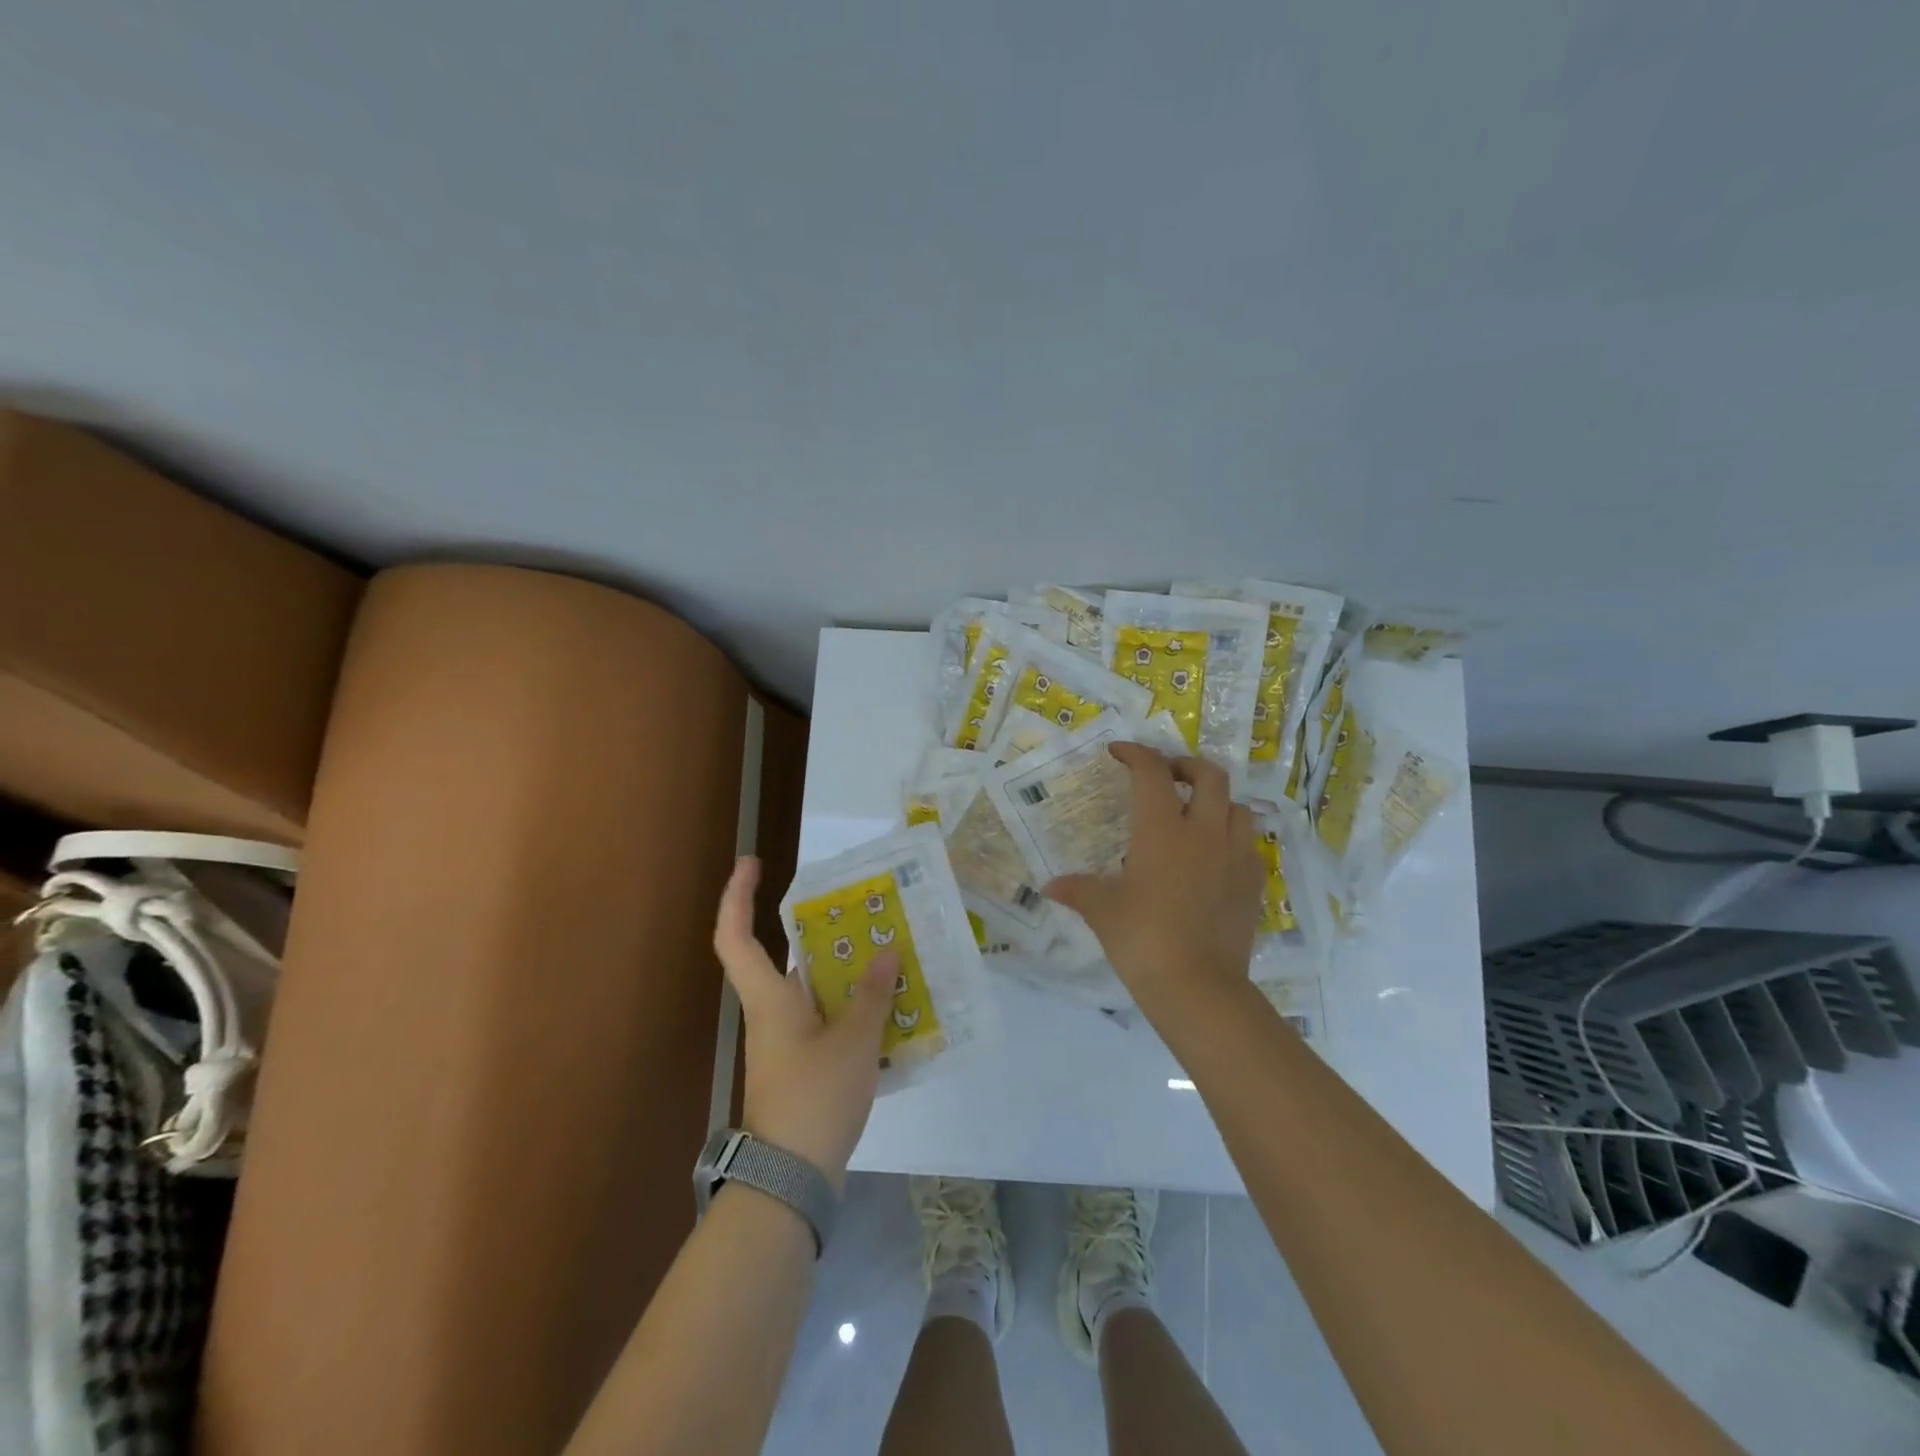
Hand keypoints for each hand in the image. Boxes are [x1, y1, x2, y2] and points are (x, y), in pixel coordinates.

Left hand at [713, 857, 895, 1191]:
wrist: (792, 1180)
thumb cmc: (814, 1098)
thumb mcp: (853, 1042)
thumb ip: (872, 995)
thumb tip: (886, 952)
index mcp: (770, 998)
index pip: (735, 937)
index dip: (737, 896)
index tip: (752, 863)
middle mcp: (772, 1013)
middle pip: (790, 960)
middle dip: (824, 934)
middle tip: (864, 913)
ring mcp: (787, 1043)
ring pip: (815, 992)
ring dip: (848, 974)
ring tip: (892, 955)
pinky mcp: (804, 1067)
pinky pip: (828, 1020)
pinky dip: (855, 1008)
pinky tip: (892, 1008)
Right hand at [1043, 744, 1263, 1008]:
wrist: (1197, 986)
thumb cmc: (1141, 938)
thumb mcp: (1102, 910)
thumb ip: (1077, 890)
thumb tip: (1049, 887)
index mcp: (1163, 829)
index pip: (1152, 772)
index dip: (1136, 754)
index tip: (1119, 752)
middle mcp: (1204, 832)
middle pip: (1209, 775)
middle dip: (1186, 766)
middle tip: (1165, 776)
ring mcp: (1235, 856)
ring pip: (1237, 807)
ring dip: (1216, 801)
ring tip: (1194, 815)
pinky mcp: (1254, 883)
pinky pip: (1248, 845)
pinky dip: (1231, 838)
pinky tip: (1214, 858)